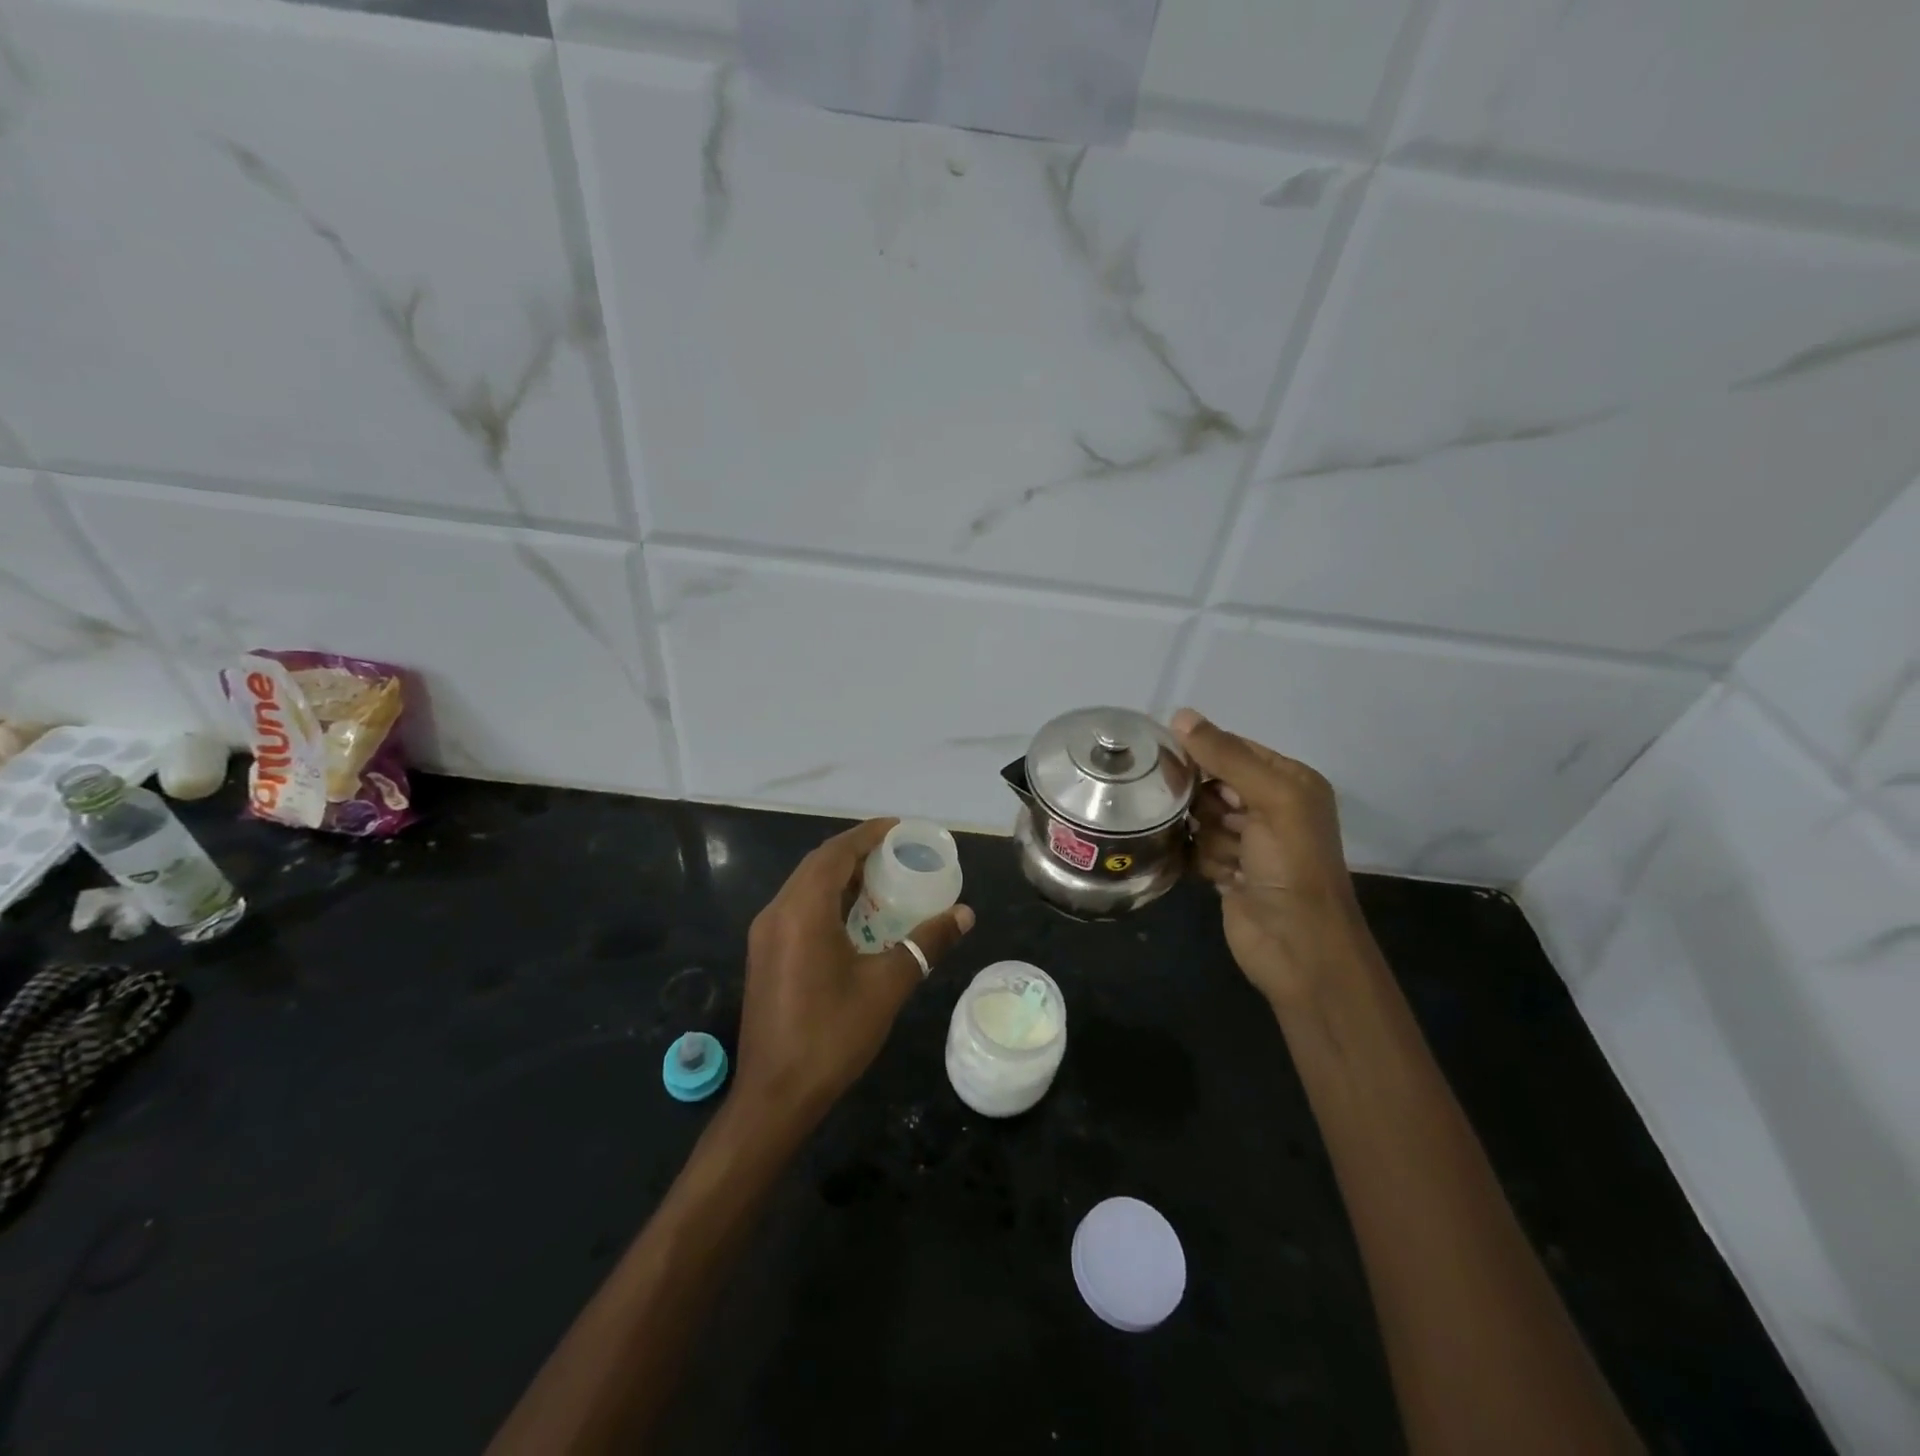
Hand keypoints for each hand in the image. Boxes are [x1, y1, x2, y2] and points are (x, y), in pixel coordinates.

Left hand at [735, 818, 973, 1130]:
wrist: (775, 1096)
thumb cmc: (832, 1035)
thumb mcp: (888, 986)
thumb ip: (926, 943)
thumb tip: (964, 914)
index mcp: (803, 910)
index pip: (836, 853)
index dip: (868, 835)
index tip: (900, 829)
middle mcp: (777, 912)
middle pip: (818, 864)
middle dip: (857, 852)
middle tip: (897, 852)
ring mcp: (766, 934)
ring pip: (805, 886)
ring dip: (841, 876)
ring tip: (883, 879)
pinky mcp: (765, 954)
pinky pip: (798, 908)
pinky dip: (827, 899)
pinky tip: (856, 917)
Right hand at [1173, 709, 1369, 1009]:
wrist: (1297, 947)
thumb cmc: (1292, 866)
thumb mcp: (1270, 800)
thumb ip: (1226, 757)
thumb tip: (1180, 715)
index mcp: (1289, 781)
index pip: (1235, 749)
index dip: (1203, 752)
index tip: (1168, 758)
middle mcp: (1270, 807)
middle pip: (1212, 783)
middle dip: (1204, 801)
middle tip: (1212, 818)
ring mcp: (1248, 841)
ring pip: (1199, 817)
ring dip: (1207, 837)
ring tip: (1230, 859)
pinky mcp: (1227, 871)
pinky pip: (1196, 849)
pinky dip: (1203, 860)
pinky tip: (1221, 877)